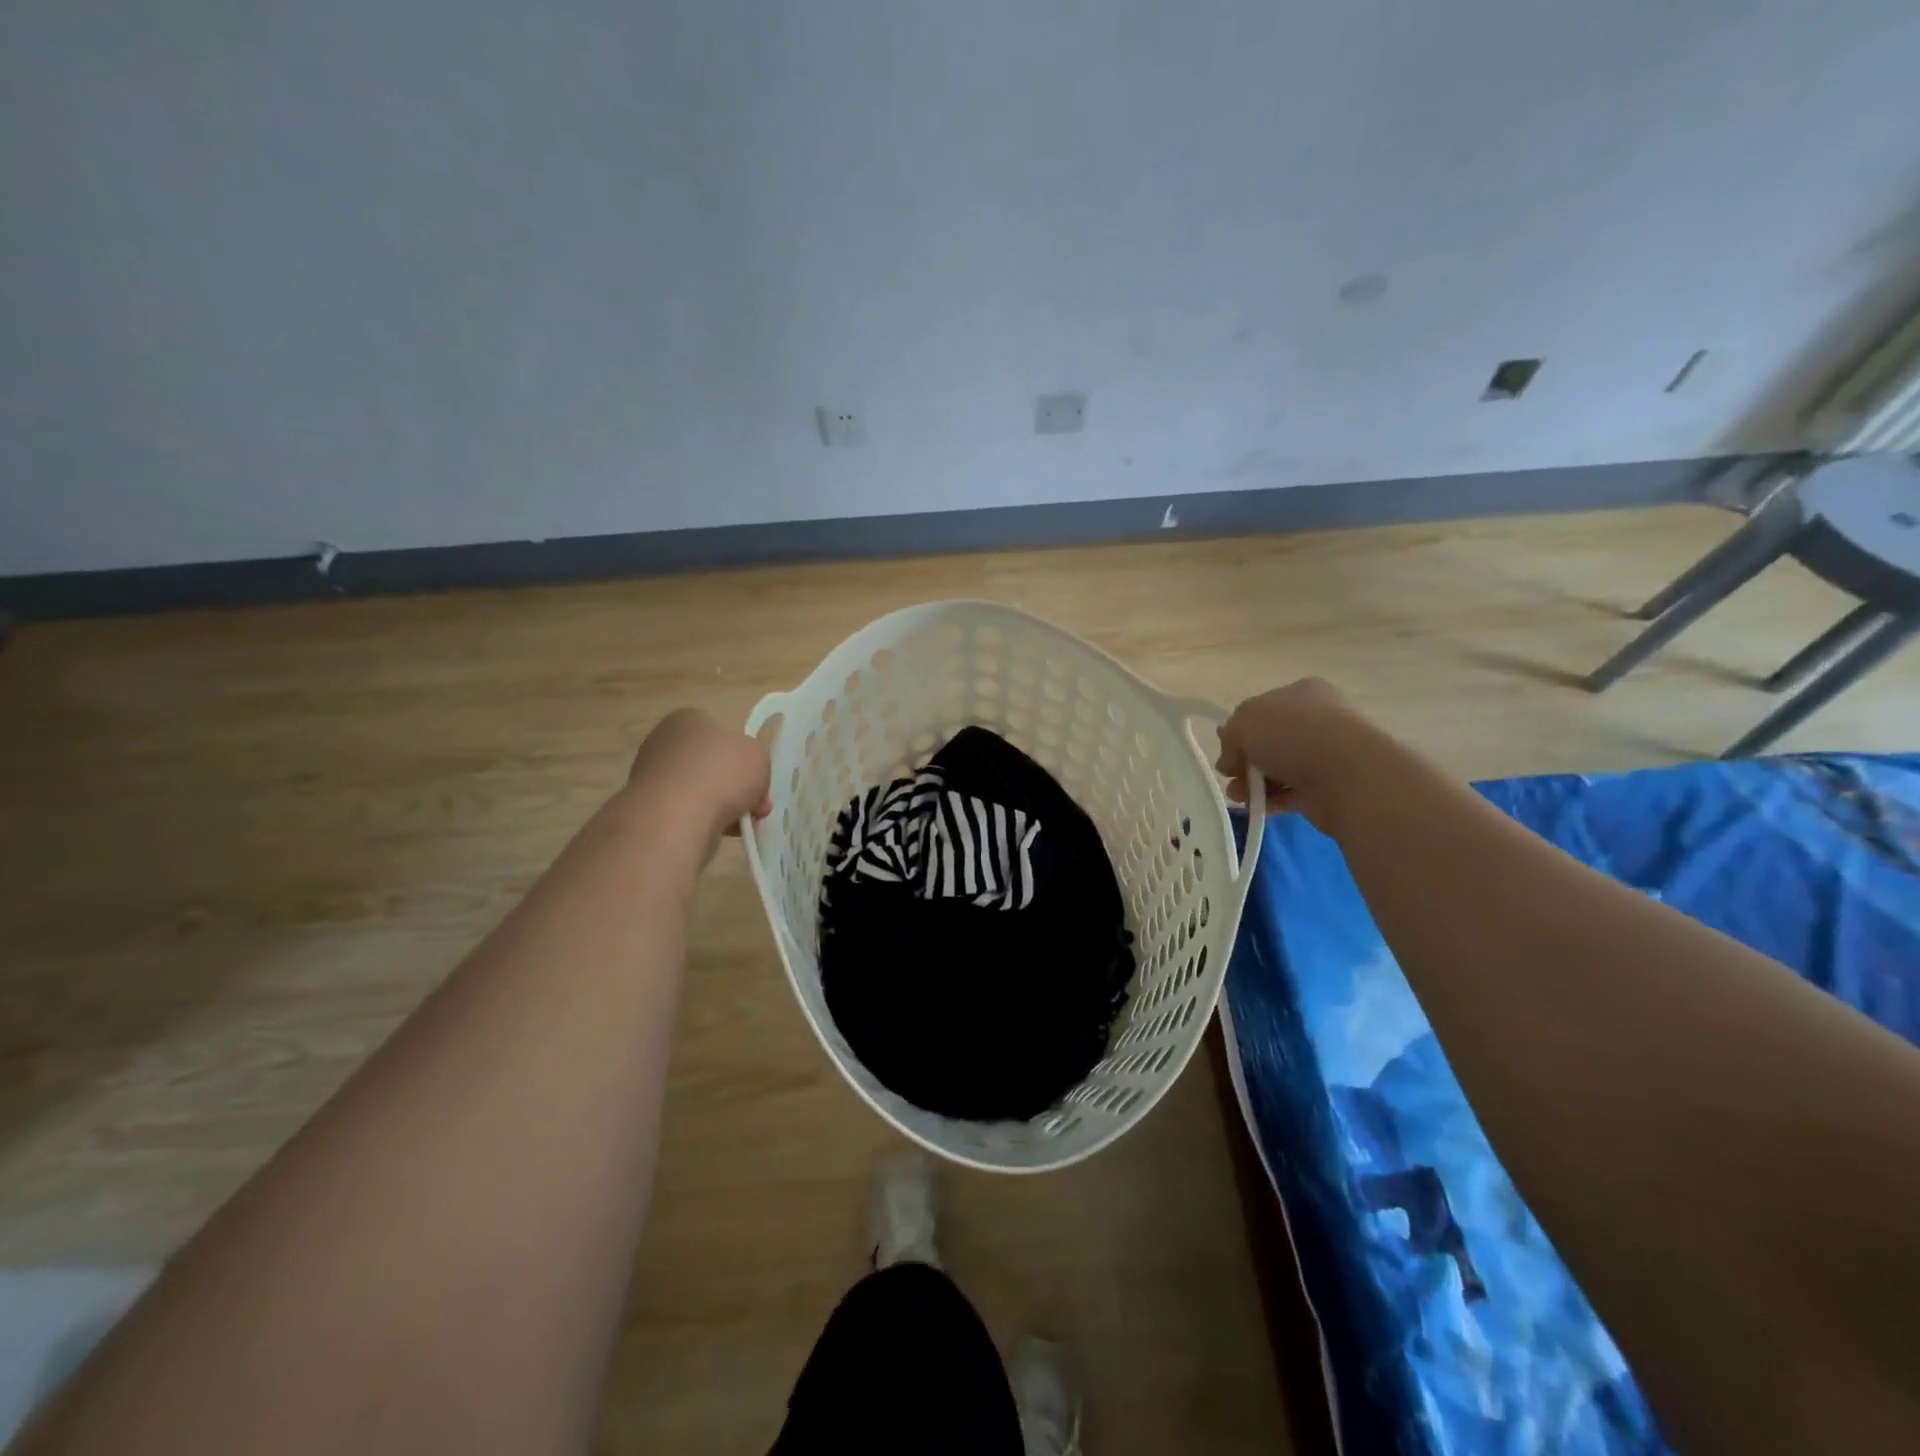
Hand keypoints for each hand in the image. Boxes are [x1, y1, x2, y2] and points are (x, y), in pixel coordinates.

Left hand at [624, 709, 771, 850]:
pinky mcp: (646, 808)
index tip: (759, 781)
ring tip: (739, 826)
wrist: (675, 819)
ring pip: (699, 791)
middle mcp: (663, 743)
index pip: (721, 735)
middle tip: (755, 807)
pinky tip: (716, 832)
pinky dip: (702, 822)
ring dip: (721, 807)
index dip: (745, 759)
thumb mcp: (759, 756)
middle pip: (711, 765)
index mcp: (687, 720)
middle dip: (734, 787)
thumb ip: (756, 760)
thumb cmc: (720, 774)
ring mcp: (650, 777)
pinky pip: (684, 813)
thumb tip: (747, 777)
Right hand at [1216, 678, 1379, 830]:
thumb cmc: (1292, 735)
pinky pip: (1292, 792)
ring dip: (1253, 783)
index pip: (1261, 710)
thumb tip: (1230, 760)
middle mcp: (1316, 719)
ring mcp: (1326, 753)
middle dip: (1244, 761)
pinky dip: (1272, 800)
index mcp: (1300, 693)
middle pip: (1268, 741)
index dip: (1238, 731)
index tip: (1226, 751)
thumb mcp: (1244, 723)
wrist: (1347, 774)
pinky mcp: (1329, 786)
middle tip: (1230, 776)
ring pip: (1278, 768)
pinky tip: (1257, 807)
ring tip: (1239, 796)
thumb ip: (1230, 736)